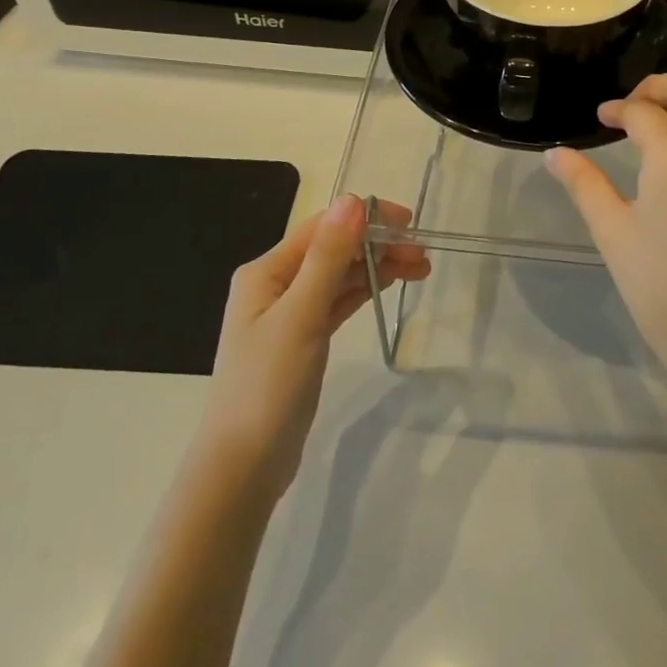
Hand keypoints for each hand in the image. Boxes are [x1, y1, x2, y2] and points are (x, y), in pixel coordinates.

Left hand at [197, 194, 428, 498]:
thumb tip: (352, 200)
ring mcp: (289, 313)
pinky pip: (337, 301)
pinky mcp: (302, 339)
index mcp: (266, 271)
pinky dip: (363, 290)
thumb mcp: (301, 315)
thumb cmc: (268, 385)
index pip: (323, 227)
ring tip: (420, 268)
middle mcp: (275, 284)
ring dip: (376, 266)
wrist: (243, 467)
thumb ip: (327, 257)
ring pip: (339, 275)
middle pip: (333, 249)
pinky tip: (388, 283)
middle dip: (377, 244)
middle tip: (423, 254)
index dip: (366, 219)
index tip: (410, 225)